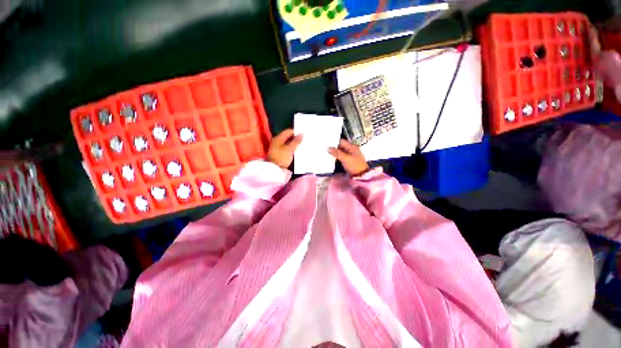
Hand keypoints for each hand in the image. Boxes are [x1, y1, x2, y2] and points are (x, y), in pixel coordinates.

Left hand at [266, 129, 302, 168]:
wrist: (274, 169)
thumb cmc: (281, 157)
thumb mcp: (290, 149)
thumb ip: (296, 141)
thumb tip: (302, 134)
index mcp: (278, 138)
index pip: (288, 131)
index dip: (296, 132)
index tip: (303, 135)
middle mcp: (277, 141)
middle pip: (288, 137)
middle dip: (296, 138)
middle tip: (304, 140)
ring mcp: (278, 148)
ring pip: (288, 143)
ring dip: (294, 144)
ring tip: (302, 145)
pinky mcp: (279, 154)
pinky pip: (287, 148)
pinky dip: (292, 148)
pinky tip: (297, 151)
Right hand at [328, 139, 368, 175]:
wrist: (361, 175)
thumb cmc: (354, 165)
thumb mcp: (345, 158)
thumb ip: (336, 153)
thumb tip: (328, 148)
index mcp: (351, 147)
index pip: (341, 141)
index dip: (334, 141)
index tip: (326, 142)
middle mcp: (351, 150)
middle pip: (340, 146)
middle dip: (333, 147)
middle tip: (324, 147)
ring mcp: (350, 156)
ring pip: (340, 152)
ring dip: (334, 152)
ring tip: (325, 152)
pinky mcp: (348, 161)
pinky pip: (341, 157)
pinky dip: (336, 157)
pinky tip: (331, 158)